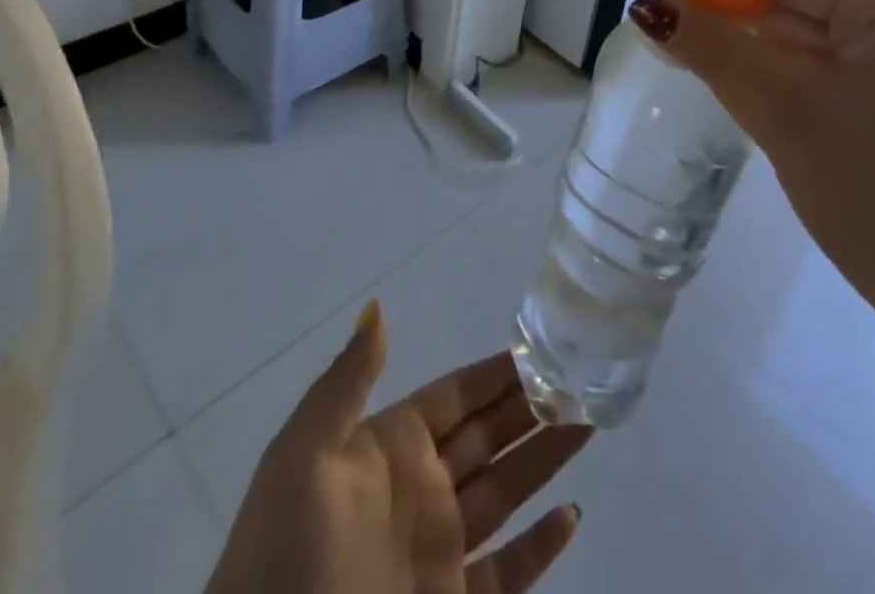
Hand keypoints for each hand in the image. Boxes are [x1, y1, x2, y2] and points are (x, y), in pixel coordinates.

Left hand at [204, 304, 589, 593]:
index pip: (457, 396)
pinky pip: (507, 575)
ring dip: (547, 462)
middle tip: (581, 379)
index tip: (540, 347)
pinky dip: (540, 550)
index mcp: (392, 446)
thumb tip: (378, 308)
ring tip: (589, 425)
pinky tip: (571, 518)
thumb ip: (348, 381)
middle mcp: (422, 489)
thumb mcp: (305, 452)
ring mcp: (438, 551)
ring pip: (507, 493)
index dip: (496, 373)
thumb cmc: (285, 548)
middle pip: (490, 437)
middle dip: (533, 408)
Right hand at [628, 0, 874, 382]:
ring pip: (825, 37)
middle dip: (746, 25)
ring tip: (721, 82)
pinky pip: (847, 69)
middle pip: (810, 0)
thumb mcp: (790, 119)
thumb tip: (648, 4)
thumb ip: (716, 52)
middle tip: (682, 52)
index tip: (668, 13)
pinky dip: (803, 82)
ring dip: (771, 57)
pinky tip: (772, 105)